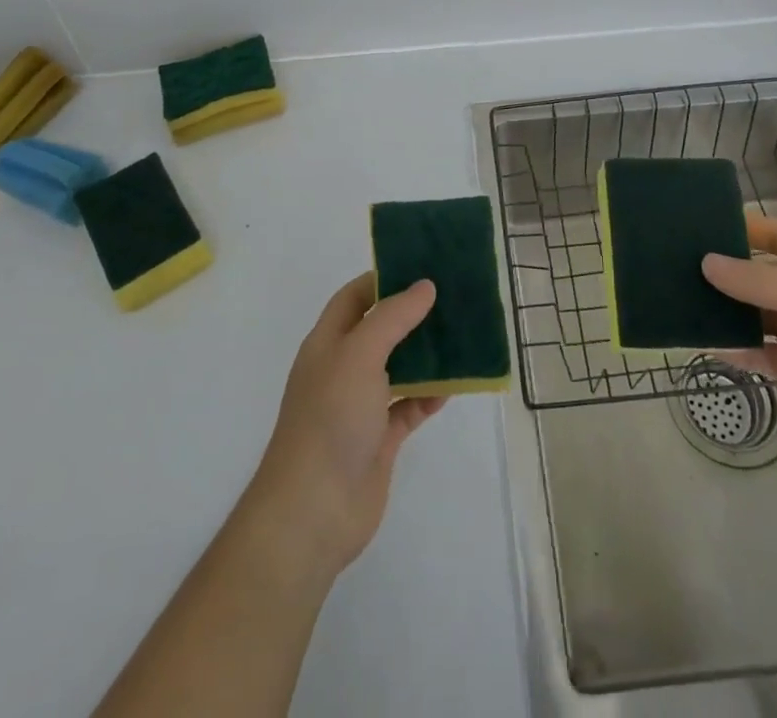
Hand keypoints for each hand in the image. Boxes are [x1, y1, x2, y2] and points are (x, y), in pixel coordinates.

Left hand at [248, 273, 446, 575]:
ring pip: (399, 368)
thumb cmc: (330, 418)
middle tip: (453, 298)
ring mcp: (361, 405)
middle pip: (380, 330)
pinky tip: (456, 385)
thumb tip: (425, 286)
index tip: (421, 267)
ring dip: (427, 354)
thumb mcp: (359, 354)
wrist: (314, 510)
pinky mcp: (379, 439)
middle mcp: (343, 369)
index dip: (383, 279)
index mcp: (328, 342)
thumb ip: (393, 317)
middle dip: (412, 315)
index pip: (354, 297)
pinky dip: (430, 395)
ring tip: (463, 335)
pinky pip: (409, 407)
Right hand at [702, 215, 776, 478]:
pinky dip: (744, 351)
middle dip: (730, 272)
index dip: (744, 227)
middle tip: (680, 268)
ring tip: (688, 307)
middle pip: (767, 274)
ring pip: (764, 315)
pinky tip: (714, 349)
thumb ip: (759, 281)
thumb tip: (707, 262)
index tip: (699, 227)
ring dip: (732, 312)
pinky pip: (769, 354)